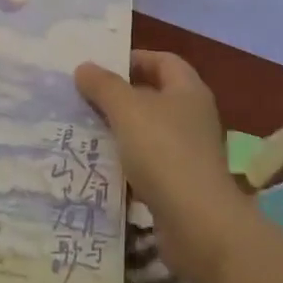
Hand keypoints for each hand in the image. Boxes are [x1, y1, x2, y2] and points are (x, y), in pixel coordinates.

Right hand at [75, 51, 246, 282]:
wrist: (198, 224)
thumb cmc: (164, 152)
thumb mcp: (127, 110)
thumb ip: (104, 86)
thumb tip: (84, 67)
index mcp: (188, 90)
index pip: (162, 61)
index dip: (133, 59)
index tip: (100, 68)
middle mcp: (193, 116)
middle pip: (154, 95)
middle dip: (120, 96)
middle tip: (85, 99)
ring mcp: (189, 152)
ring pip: (149, 131)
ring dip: (121, 131)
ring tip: (86, 131)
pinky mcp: (181, 184)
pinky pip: (149, 163)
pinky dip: (127, 163)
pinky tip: (101, 167)